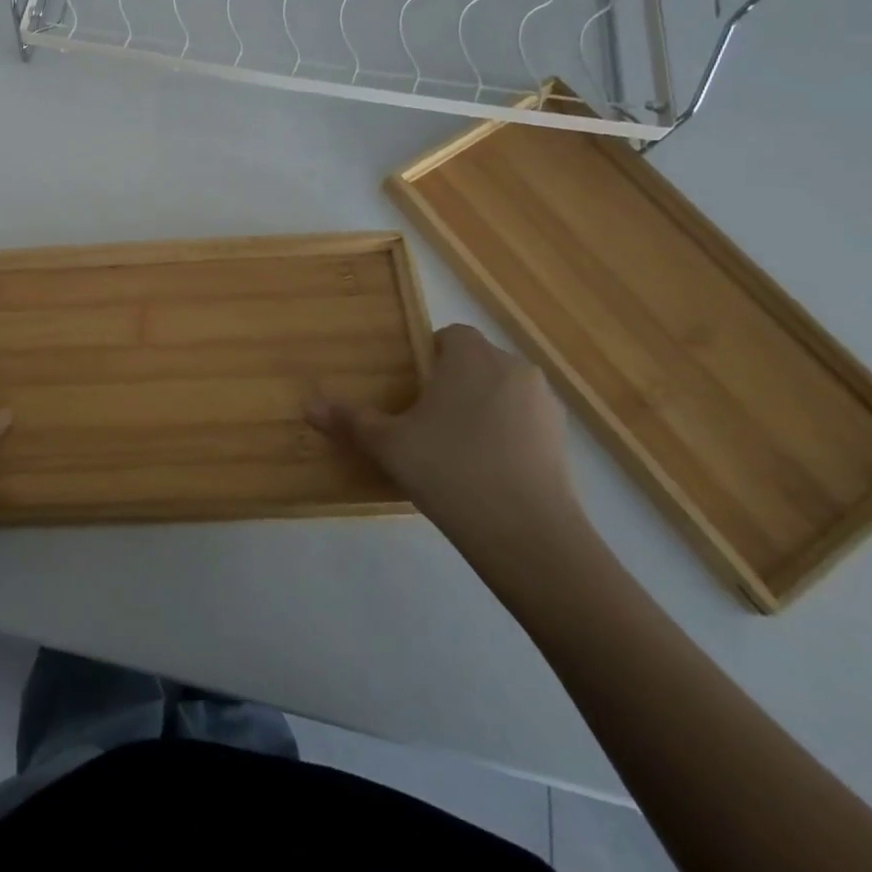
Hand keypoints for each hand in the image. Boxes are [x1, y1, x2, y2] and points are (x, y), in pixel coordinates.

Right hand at [307, 324, 578, 550]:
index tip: (410, 389)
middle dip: (453, 384)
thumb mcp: (389, 444)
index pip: (449, 336)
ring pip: (503, 394)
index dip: (428, 357)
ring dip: (481, 411)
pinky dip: (506, 438)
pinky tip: (486, 473)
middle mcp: (513, 368)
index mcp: (471, 356)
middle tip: (424, 420)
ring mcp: (545, 406)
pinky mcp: (564, 443)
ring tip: (455, 450)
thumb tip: (308, 407)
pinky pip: (524, 425)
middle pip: (477, 363)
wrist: (528, 535)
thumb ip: (351, 421)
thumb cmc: (450, 469)